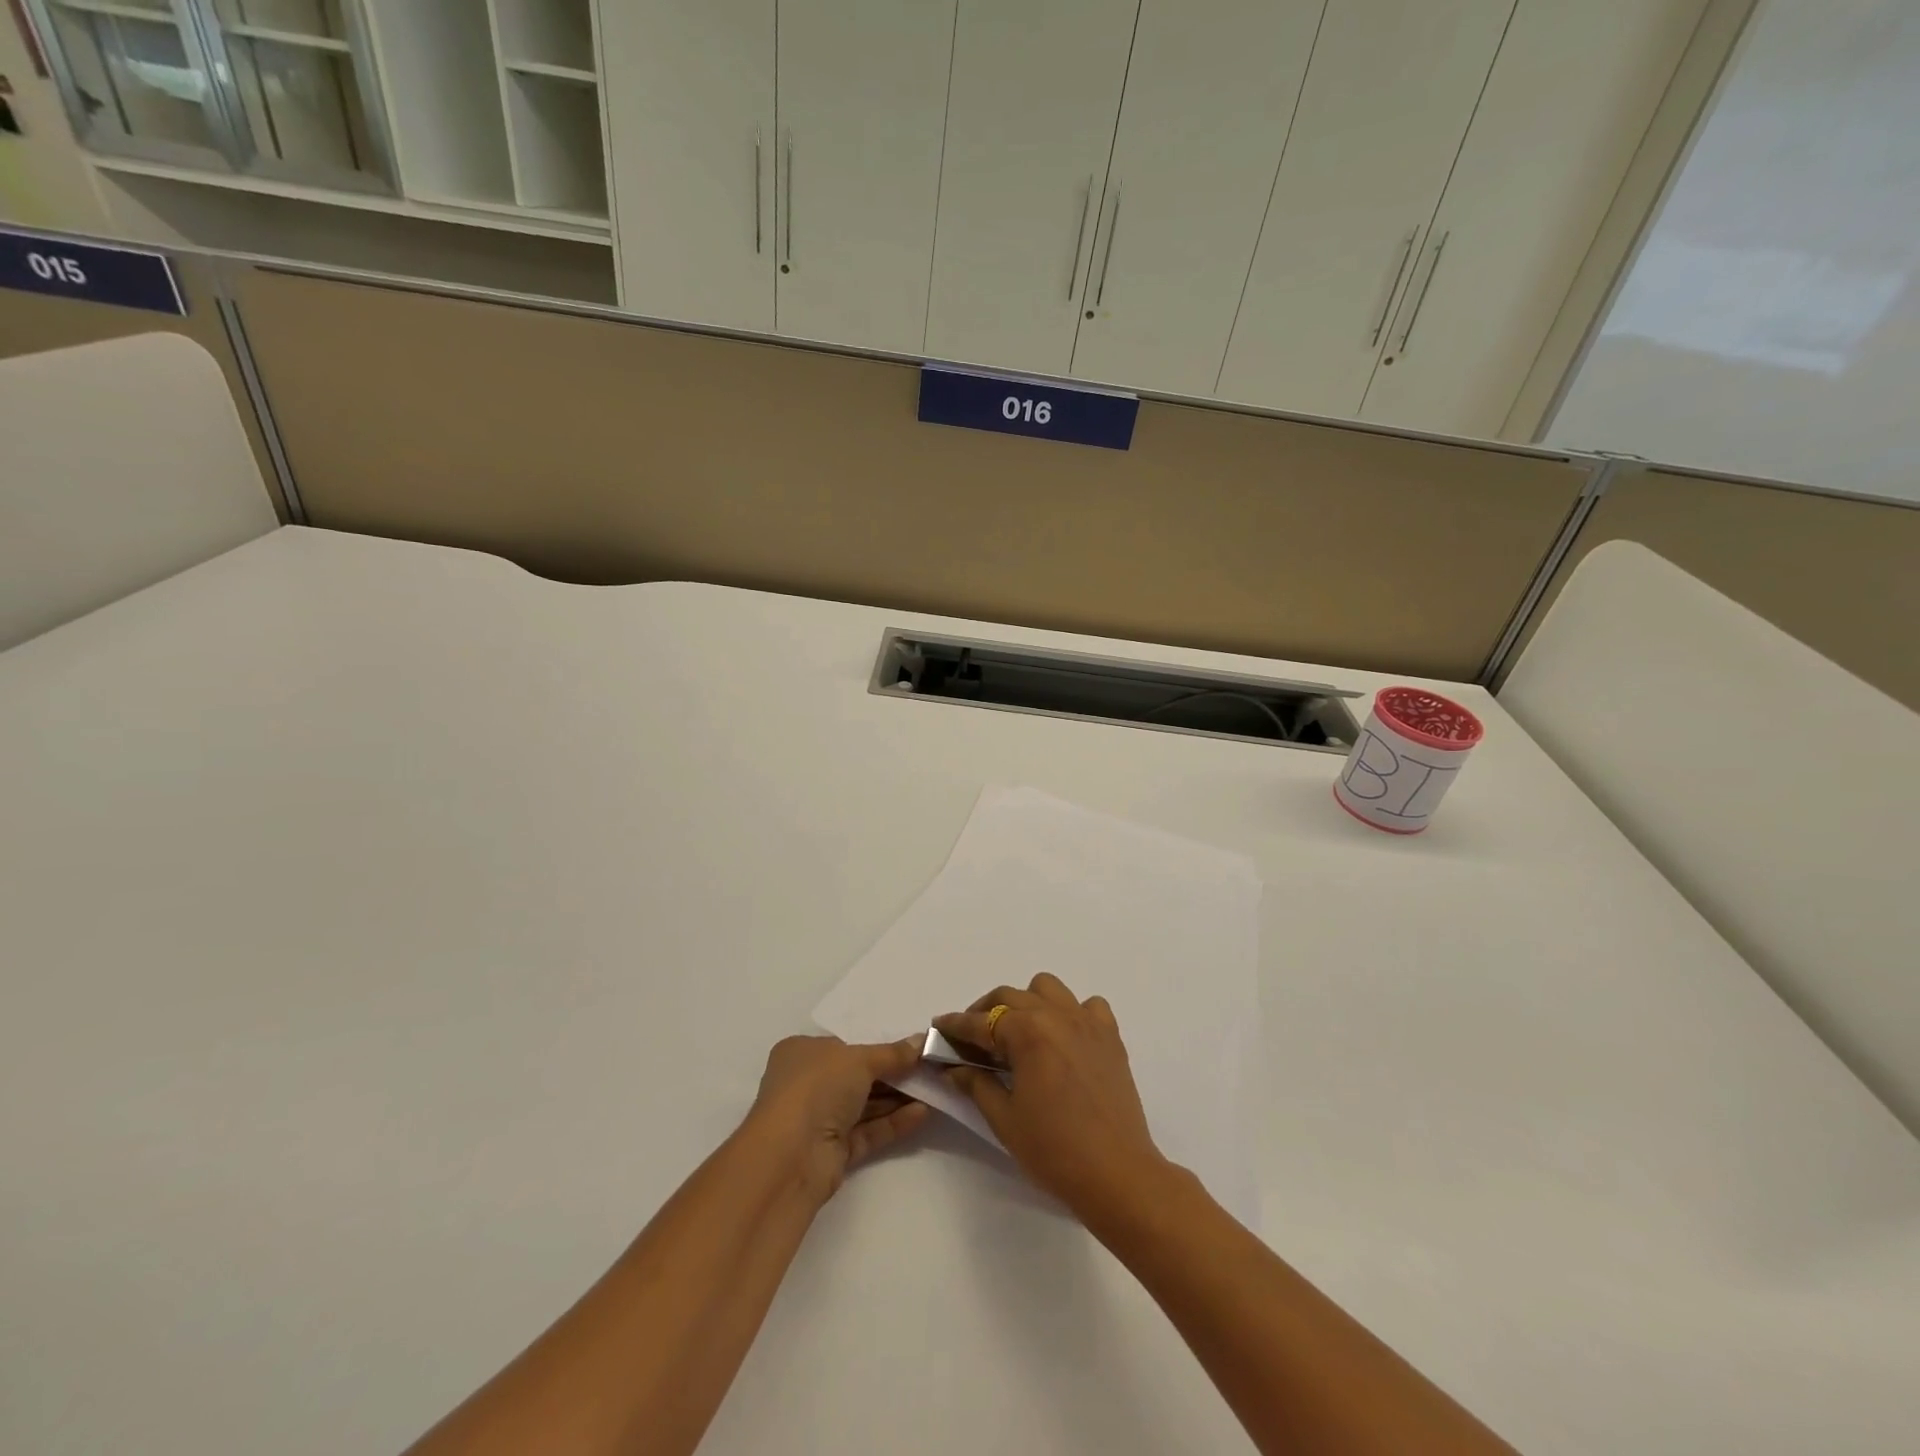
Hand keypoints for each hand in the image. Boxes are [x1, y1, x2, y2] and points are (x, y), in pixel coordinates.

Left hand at [746, 1035, 929, 1204]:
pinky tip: (923, 1113)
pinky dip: (893, 1122)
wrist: (791, 1156)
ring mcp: (820, 1120)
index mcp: (802, 1053)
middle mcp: (808, 1084)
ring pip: (865, 1105)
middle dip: (893, 1073)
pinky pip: (868, 1131)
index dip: (877, 1046)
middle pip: (858, 1076)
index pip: (844, 1046)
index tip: (910, 1047)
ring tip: (935, 1089)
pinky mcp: (834, 1152)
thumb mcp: (859, 1059)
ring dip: (898, 1098)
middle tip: (929, 1068)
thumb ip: (892, 1053)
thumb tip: (922, 1042)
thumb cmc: (817, 1087)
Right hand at [934, 973, 1170, 1224]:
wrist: (1117, 1173)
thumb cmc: (1053, 1149)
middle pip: (1010, 996)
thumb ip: (976, 1084)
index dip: (955, 1025)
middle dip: (985, 1012)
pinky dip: (1071, 1012)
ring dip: (1027, 1002)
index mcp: (1027, 1032)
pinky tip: (1064, 1038)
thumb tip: (953, 1067)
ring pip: (1048, 988)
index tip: (938, 1027)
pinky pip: (1088, 1005)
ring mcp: (1087, 1021)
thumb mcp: (1004, 1118)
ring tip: (1018, 1032)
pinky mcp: (1110, 1036)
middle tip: (972, 1039)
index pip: (980, 1022)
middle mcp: (1056, 1014)